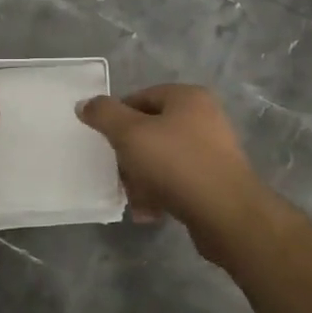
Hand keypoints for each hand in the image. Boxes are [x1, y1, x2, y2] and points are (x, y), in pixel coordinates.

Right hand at [76, 84, 265, 260]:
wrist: (226, 214)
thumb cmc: (175, 163)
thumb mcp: (130, 133)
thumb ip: (104, 114)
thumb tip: (85, 104)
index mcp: (187, 98)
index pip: (139, 98)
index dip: (116, 118)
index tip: (103, 142)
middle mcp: (204, 118)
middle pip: (150, 130)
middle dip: (129, 154)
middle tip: (117, 173)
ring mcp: (212, 151)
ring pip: (161, 158)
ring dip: (141, 178)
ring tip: (133, 198)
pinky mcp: (215, 181)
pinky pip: (177, 181)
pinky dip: (160, 193)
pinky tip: (149, 212)